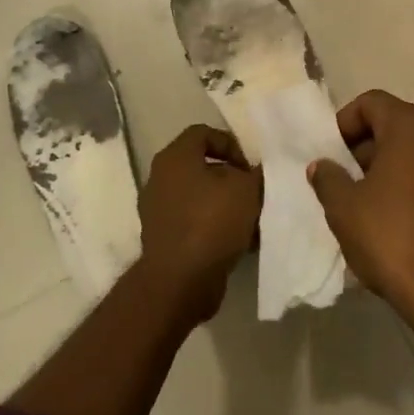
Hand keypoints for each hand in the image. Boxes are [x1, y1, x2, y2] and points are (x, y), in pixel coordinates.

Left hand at [137, 124, 263, 322]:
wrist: (180, 282)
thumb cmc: (211, 222)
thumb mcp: (247, 189)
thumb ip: (255, 174)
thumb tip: (255, 173)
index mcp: (175, 157)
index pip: (203, 132)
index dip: (231, 144)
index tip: (249, 167)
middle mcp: (160, 178)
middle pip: (202, 166)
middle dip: (231, 178)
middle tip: (253, 191)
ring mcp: (158, 210)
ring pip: (200, 196)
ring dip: (225, 204)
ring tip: (250, 220)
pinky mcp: (163, 238)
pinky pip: (194, 222)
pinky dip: (214, 227)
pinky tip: (239, 242)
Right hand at [307, 90, 413, 321]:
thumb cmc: (389, 234)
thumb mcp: (343, 205)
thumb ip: (328, 177)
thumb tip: (322, 166)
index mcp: (410, 126)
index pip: (371, 102)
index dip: (345, 122)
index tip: (331, 153)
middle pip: (391, 125)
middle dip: (362, 146)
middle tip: (340, 177)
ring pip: (409, 152)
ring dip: (381, 167)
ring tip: (358, 200)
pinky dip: (402, 185)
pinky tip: (384, 218)